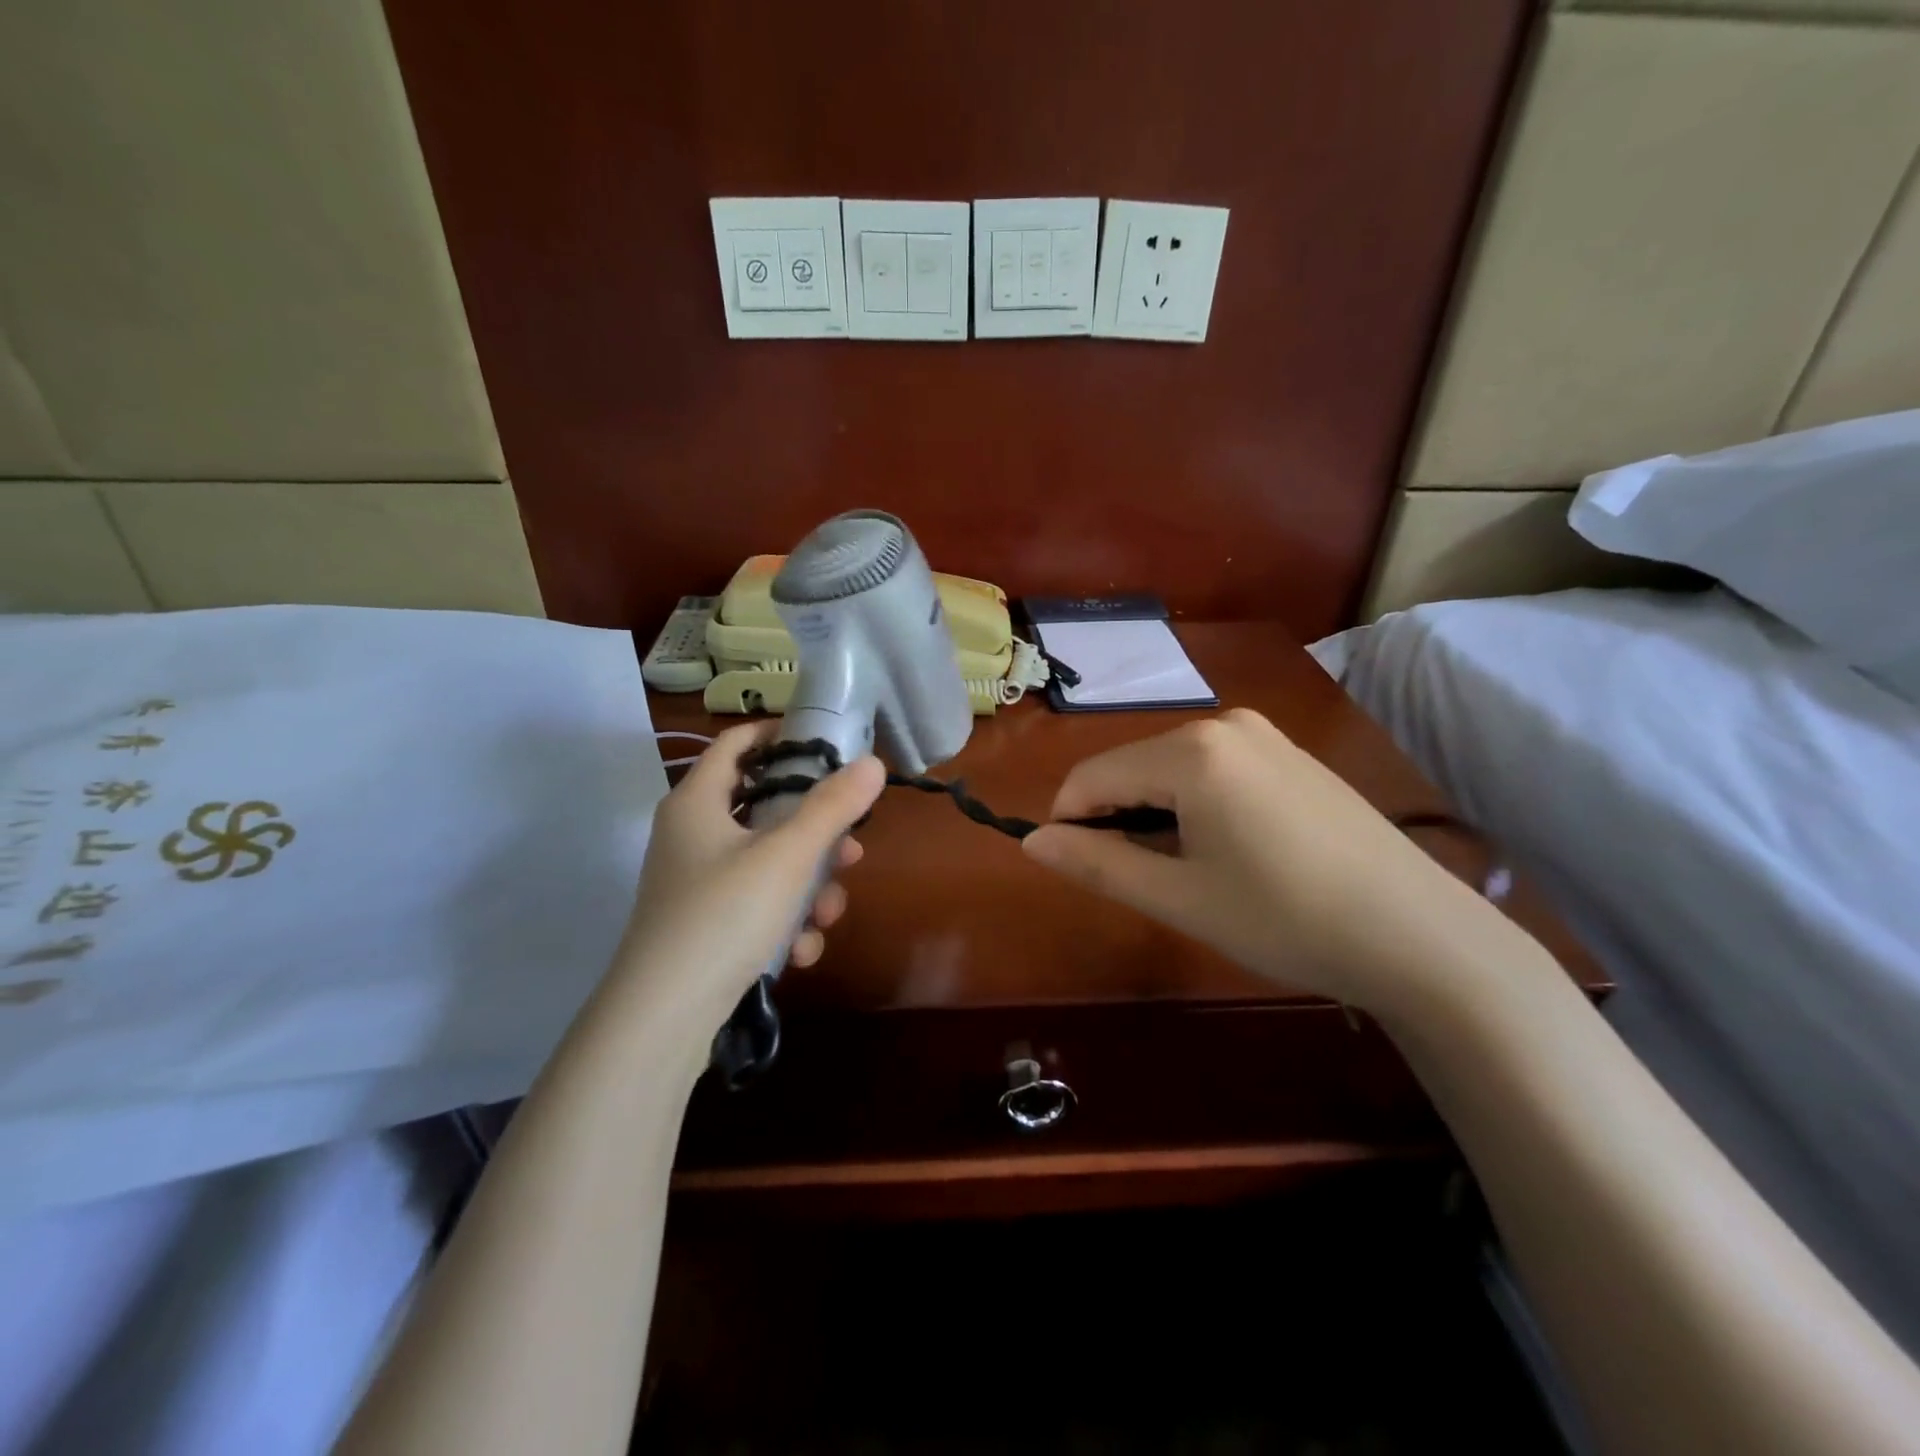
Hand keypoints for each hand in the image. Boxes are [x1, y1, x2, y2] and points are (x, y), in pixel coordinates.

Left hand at [612, 722, 885, 1032]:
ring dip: (807, 888)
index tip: (828, 744)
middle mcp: (692, 836)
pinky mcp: (705, 926)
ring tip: (826, 915)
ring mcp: (697, 884)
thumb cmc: (723, 916)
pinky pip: (756, 906)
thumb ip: (833, 807)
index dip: (780, 734)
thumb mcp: (787, 856)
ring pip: (769, 865)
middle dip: (815, 834)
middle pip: (765, 810)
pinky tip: (799, 951)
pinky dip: (783, 923)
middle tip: (850, 849)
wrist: (662, 1020)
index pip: (737, 743)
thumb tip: (873, 763)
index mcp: (697, 802)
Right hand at [1021, 709, 1505, 1012]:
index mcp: (1190, 751)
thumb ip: (1096, 863)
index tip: (1078, 870)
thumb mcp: (1178, 897)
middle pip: (1131, 766)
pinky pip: (1213, 768)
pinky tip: (1229, 851)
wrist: (1421, 936)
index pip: (1091, 776)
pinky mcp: (1290, 753)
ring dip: (1154, 813)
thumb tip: (1030, 842)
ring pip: (1170, 767)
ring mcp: (1263, 734)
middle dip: (1116, 818)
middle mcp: (1222, 723)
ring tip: (1186, 872)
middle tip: (1141, 881)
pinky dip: (1194, 803)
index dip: (1069, 822)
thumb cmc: (1285, 918)